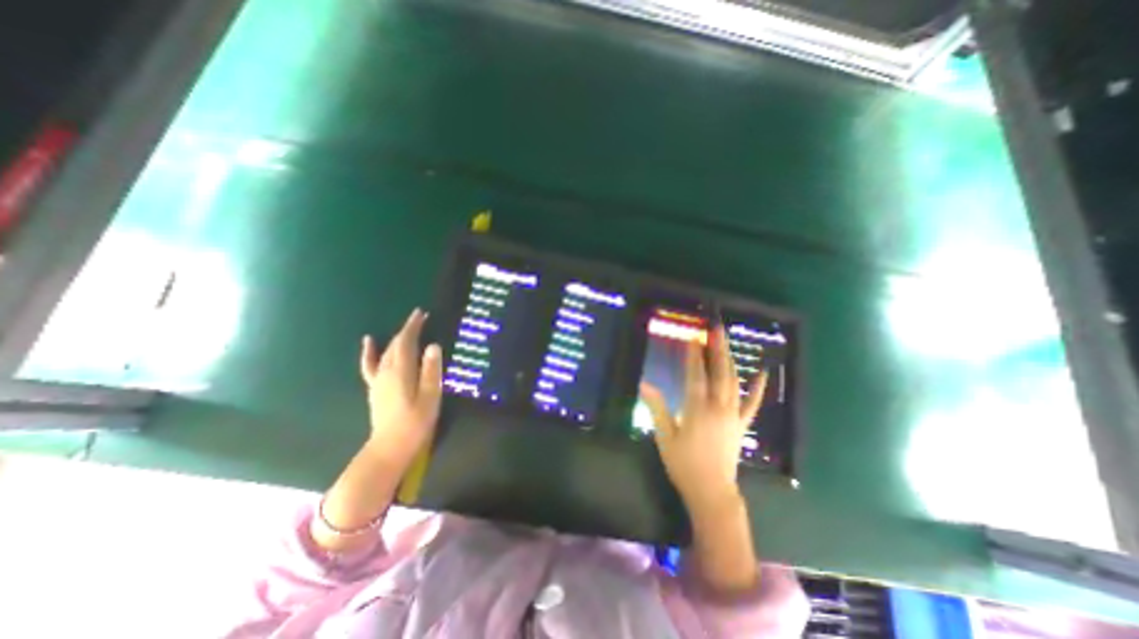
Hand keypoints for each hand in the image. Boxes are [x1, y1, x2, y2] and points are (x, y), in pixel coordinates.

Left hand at [358, 307, 440, 476]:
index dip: (413, 326)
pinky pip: (370, 365)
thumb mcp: (430, 396)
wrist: (390, 447)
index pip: (406, 342)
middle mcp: (387, 371)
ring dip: (396, 338)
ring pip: (386, 351)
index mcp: (401, 371)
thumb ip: (431, 370)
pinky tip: (369, 342)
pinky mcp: (375, 388)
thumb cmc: (415, 422)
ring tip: (406, 328)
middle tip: (421, 318)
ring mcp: (378, 380)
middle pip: (396, 344)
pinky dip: (369, 352)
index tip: (422, 313)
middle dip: (407, 329)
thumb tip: (433, 345)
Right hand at [639, 328, 763, 511]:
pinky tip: (763, 373)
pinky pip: (753, 403)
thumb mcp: (664, 437)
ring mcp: (733, 415)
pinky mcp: (741, 425)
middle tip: (716, 328)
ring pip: (734, 382)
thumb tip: (645, 385)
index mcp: (697, 409)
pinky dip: (758, 388)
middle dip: (717, 348)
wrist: (711, 492)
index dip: (694, 354)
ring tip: (726, 341)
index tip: (694, 336)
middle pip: (719, 372)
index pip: (696, 374)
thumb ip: (657, 408)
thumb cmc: (684, 464)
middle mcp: (718, 407)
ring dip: (730, 359)